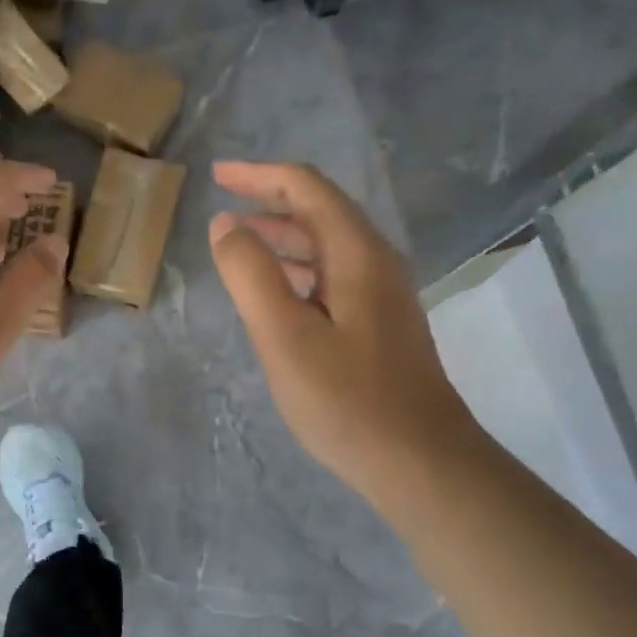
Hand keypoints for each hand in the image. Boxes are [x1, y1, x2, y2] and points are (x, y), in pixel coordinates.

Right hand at [209, 161, 481, 519]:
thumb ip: (250, 274)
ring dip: (283, 238)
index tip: (217, 175)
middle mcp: (376, 262)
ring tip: (239, 245)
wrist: (420, 461)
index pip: (307, 188)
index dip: (259, 175)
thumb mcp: (284, 335)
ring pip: (327, 247)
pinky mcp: (380, 324)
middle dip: (269, 203)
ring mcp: (383, 295)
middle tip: (221, 210)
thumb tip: (226, 224)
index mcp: (357, 253)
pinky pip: (333, 278)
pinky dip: (297, 271)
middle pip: (320, 212)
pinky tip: (275, 294)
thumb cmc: (347, 399)